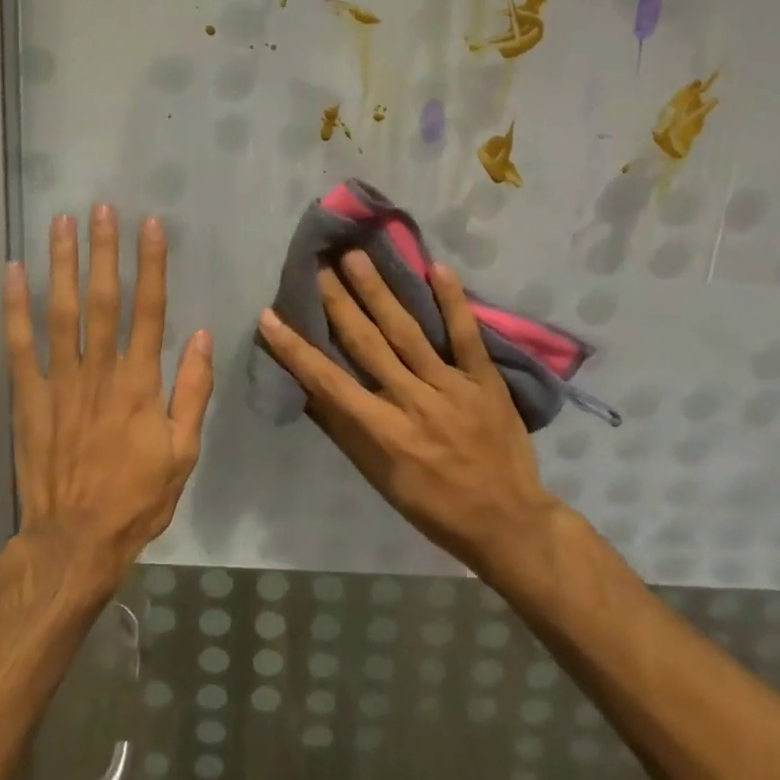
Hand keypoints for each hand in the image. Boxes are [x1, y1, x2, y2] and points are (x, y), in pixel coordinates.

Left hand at [4, 206, 214, 592]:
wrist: (74, 541)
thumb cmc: (136, 497)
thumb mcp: (184, 452)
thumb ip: (193, 391)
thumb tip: (204, 336)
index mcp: (140, 384)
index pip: (149, 310)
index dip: (151, 265)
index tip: (151, 226)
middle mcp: (99, 372)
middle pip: (102, 300)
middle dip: (103, 251)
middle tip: (100, 208)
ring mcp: (58, 383)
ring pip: (60, 313)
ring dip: (61, 265)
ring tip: (61, 224)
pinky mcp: (27, 398)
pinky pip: (18, 346)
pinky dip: (13, 308)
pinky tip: (11, 273)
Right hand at [256, 250, 560, 581]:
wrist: (509, 522)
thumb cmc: (434, 506)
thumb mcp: (380, 479)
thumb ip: (346, 431)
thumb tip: (310, 391)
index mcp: (384, 432)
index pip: (330, 383)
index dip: (297, 350)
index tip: (270, 317)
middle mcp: (414, 402)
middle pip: (368, 345)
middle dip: (338, 304)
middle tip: (318, 266)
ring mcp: (452, 387)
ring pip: (408, 332)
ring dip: (379, 292)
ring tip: (356, 256)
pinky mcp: (484, 379)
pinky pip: (466, 335)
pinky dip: (453, 301)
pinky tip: (437, 268)